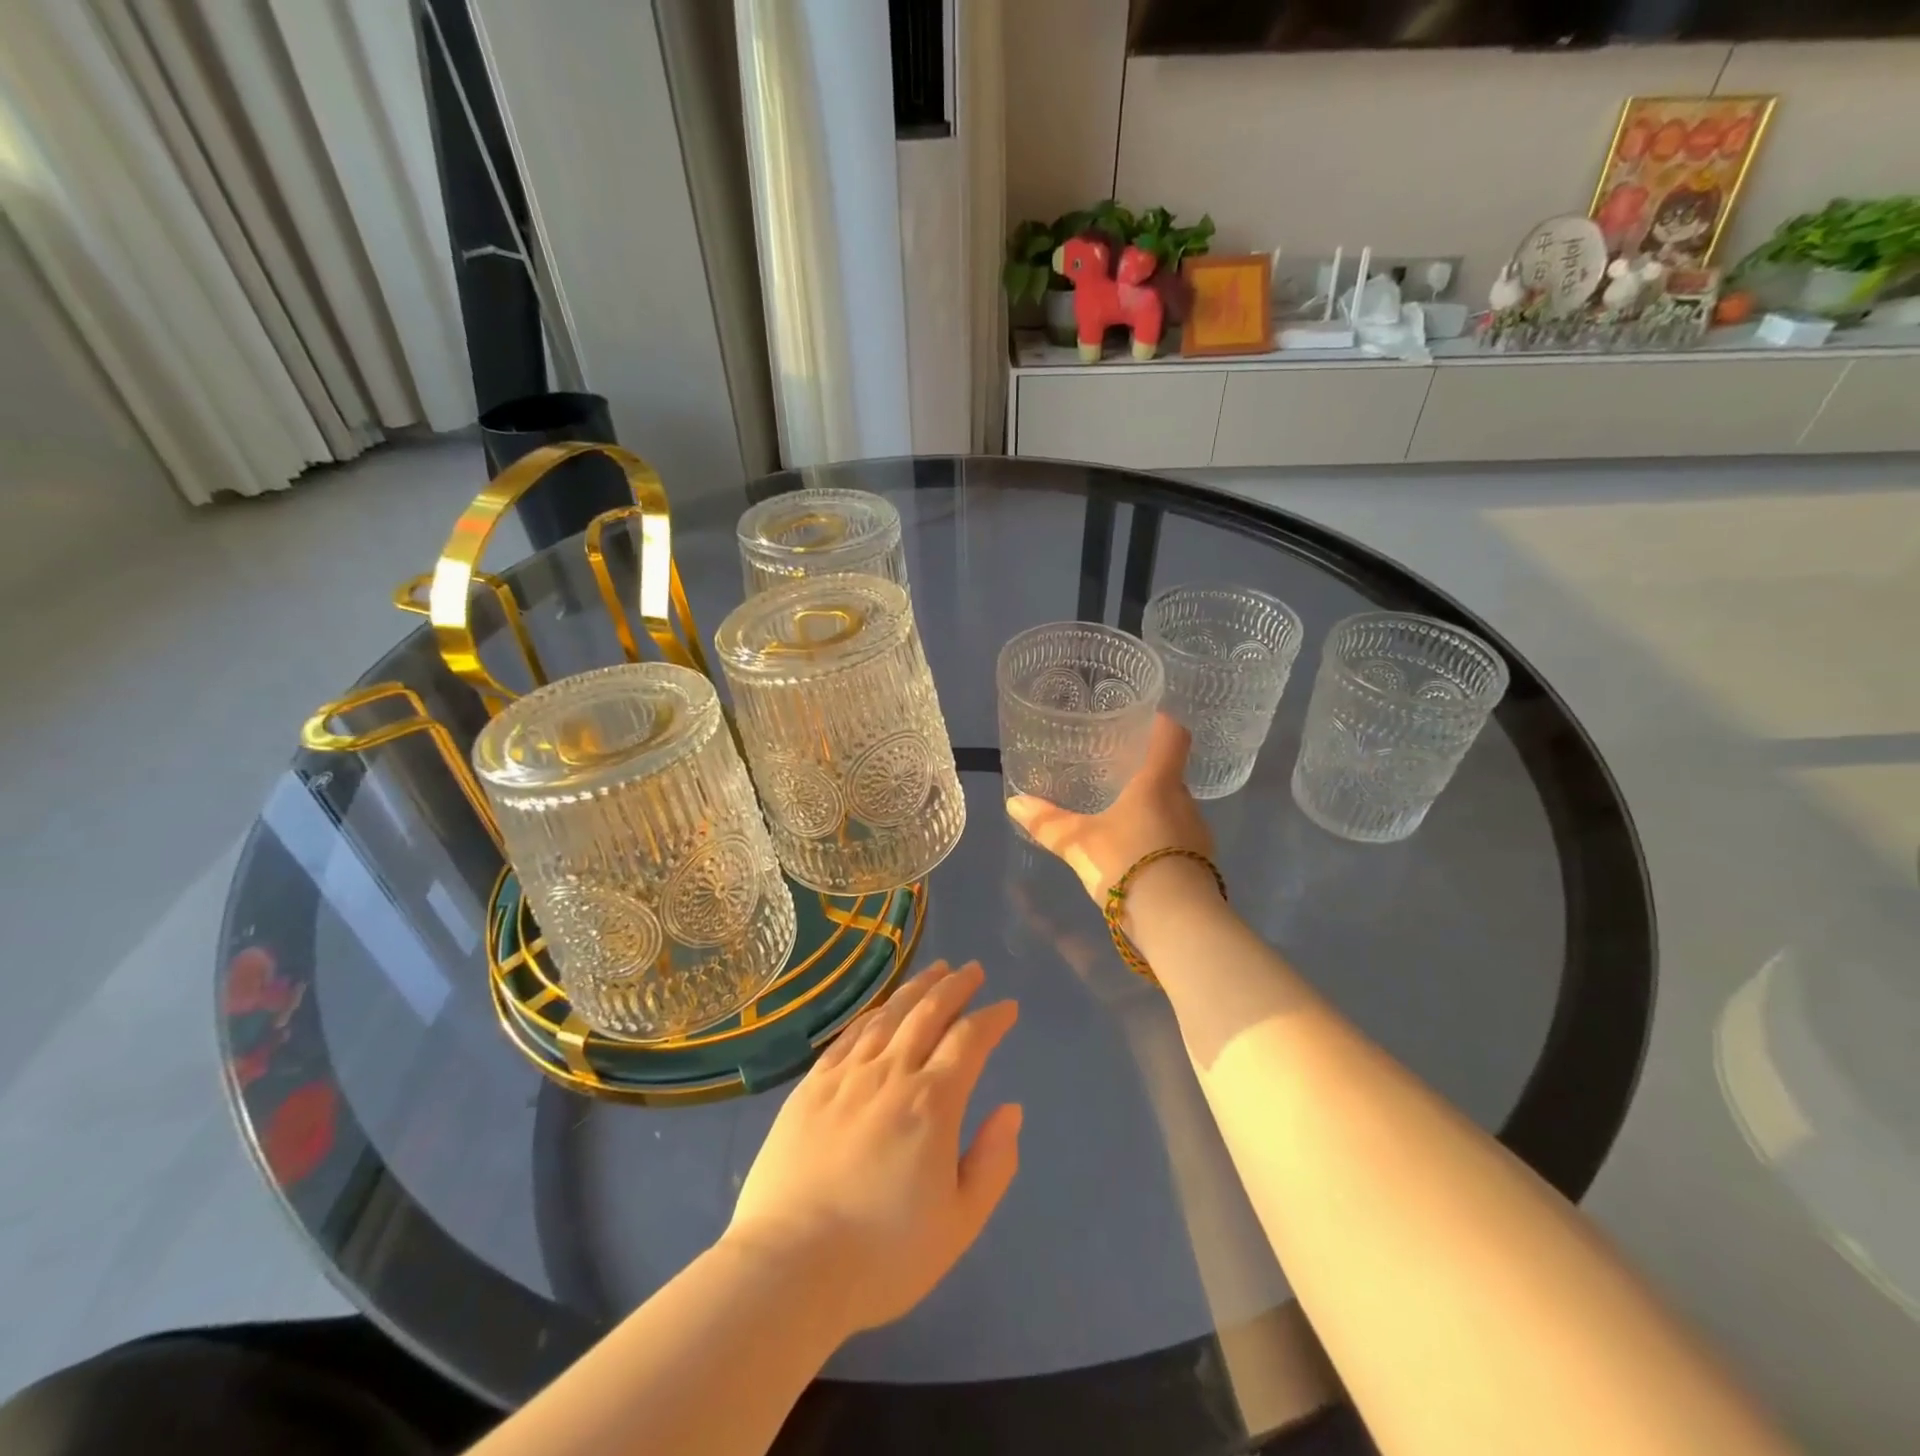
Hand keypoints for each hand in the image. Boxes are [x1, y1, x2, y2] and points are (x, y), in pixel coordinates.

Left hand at [724, 961, 1021, 1336]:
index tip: (1007, 1008)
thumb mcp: (958, 1223)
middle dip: (955, 986)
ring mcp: (847, 1076)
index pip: (969, 1041)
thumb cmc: (884, 1255)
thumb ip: (992, 1163)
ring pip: (889, 1015)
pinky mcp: (811, 1086)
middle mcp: (891, 1074)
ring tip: (935, 970)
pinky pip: (849, 1035)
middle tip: (972, 970)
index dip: (992, 1019)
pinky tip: (881, 1007)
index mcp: (932, 1103)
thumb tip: (1010, 1110)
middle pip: (928, 1013)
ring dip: (916, 988)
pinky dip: (872, 1013)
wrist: (790, 1267)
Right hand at [1005, 713, 1212, 900]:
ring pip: (1175, 810)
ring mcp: (1198, 835)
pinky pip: (1180, 839)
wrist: (1176, 920)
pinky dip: (1161, 839)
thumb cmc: (1126, 862)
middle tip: (1118, 774)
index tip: (1146, 720)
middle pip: (1171, 775)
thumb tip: (1013, 802)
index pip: (1173, 736)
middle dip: (1147, 774)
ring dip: (1154, 810)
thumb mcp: (1079, 843)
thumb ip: (1048, 823)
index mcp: (1158, 783)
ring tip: (1125, 816)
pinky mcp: (1201, 864)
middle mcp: (1185, 802)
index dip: (1161, 723)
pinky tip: (1138, 854)